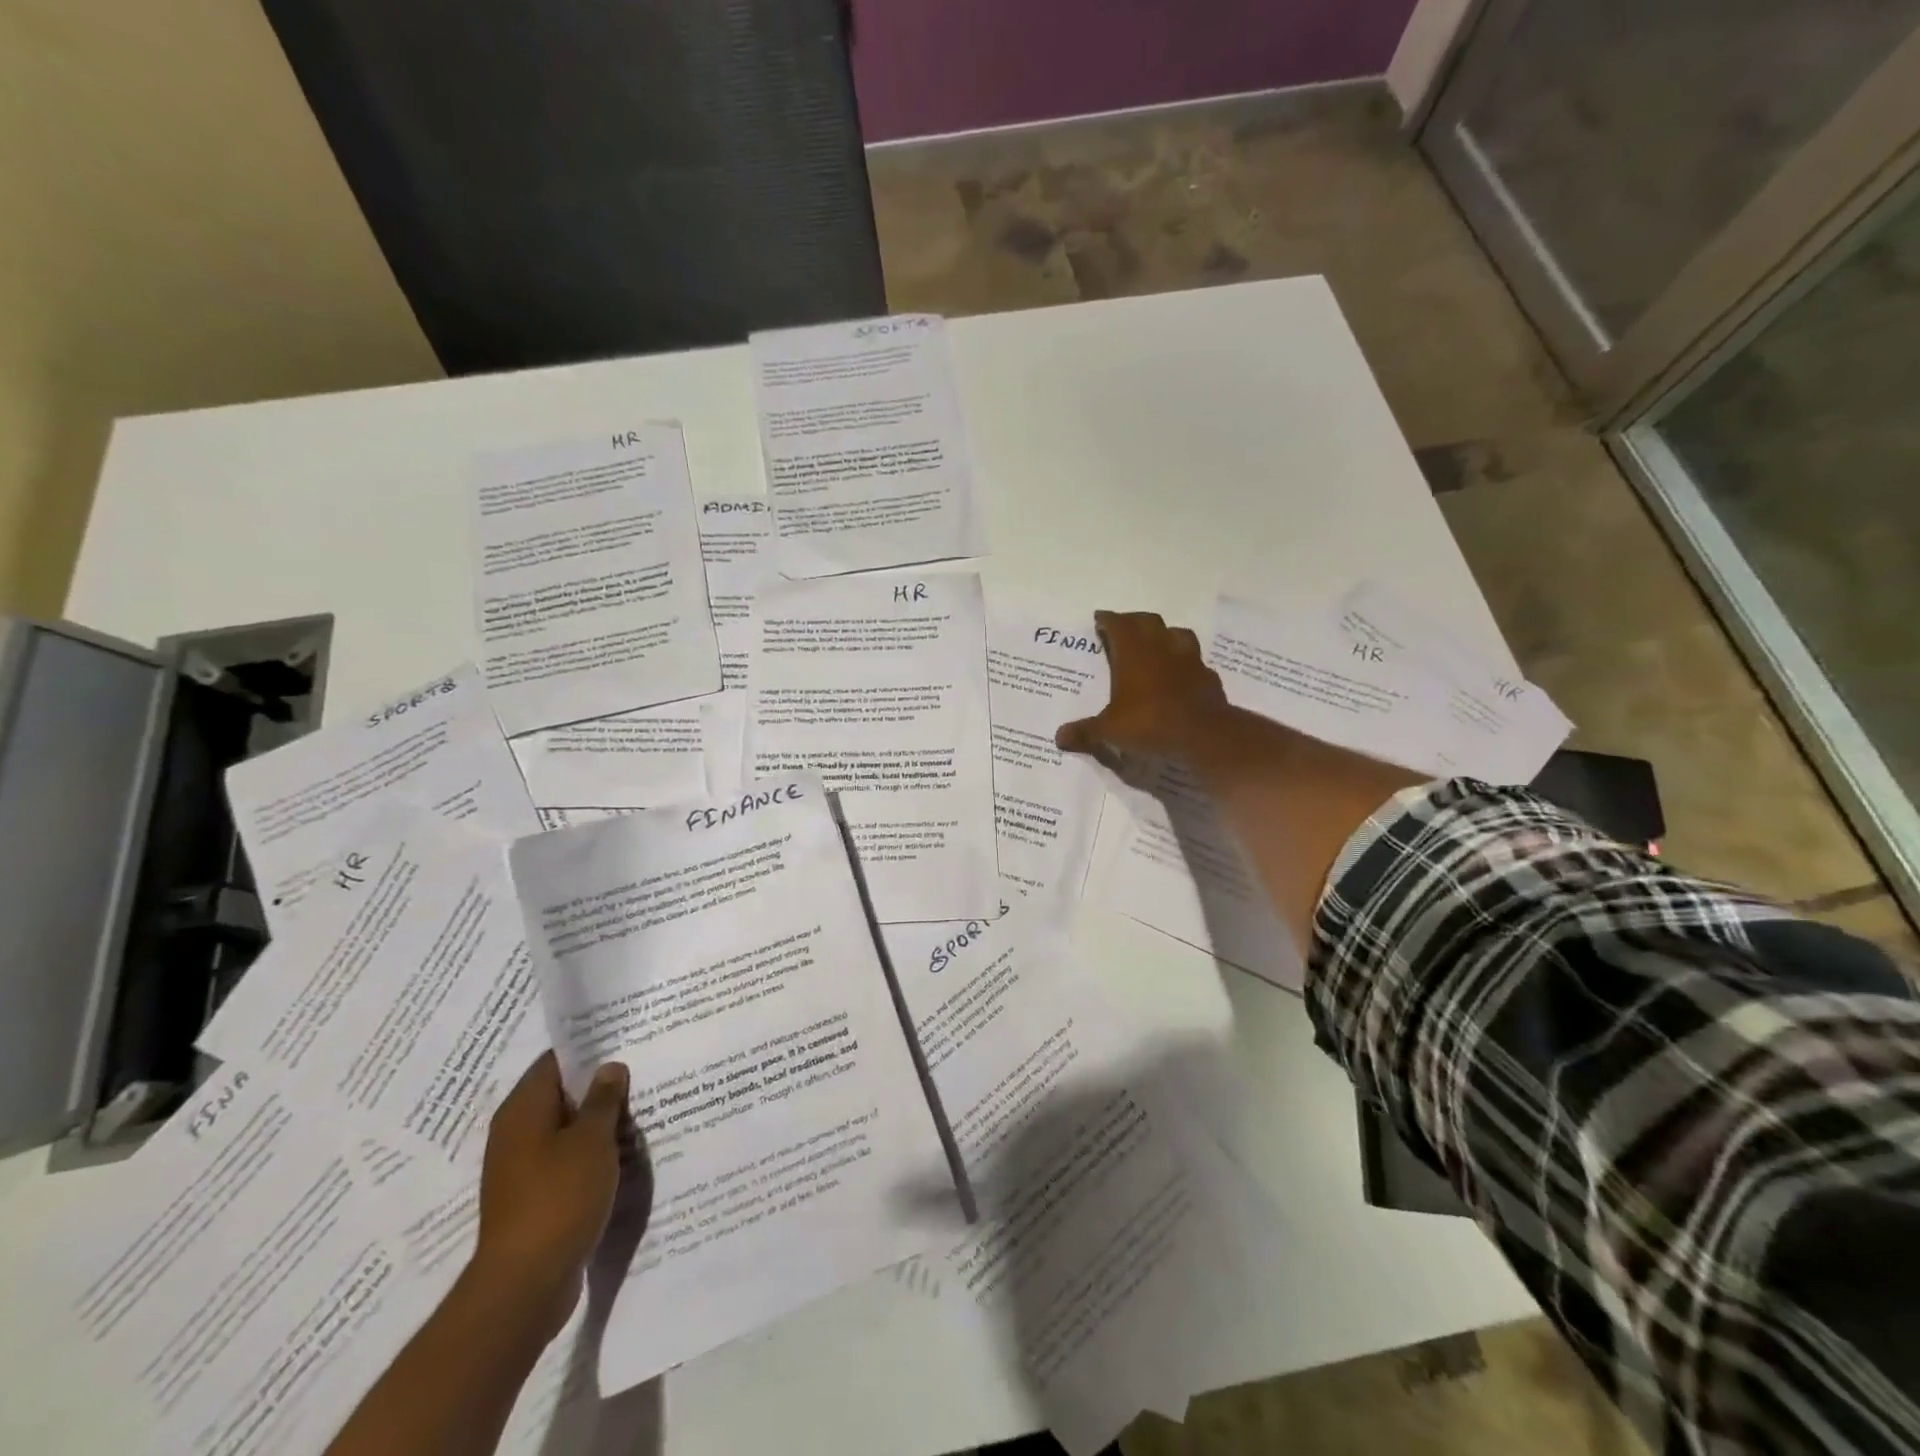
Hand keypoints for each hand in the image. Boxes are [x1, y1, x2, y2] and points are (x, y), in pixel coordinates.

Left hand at [470, 1051, 636, 1342]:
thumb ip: (603, 1099)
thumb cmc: (559, 1197)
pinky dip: (590, 1152)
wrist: (525, 1284)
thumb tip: (609, 1067)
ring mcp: (521, 1168)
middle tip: (641, 1069)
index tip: (624, 1038)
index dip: (589, 1048)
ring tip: (640, 1107)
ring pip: (565, 1129)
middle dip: (598, 1084)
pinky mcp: (533, 1197)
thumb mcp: (591, 1140)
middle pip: (560, 1094)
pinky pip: (565, 1159)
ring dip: (597, 1121)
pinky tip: (622, 1151)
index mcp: (523, 1109)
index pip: (555, 1061)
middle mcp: (515, 1133)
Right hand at [1055, 610, 1231, 769]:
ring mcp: (1189, 660)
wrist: (1204, 735)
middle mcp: (1161, 648)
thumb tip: (1059, 737)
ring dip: (1164, 635)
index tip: (1100, 618)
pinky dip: (1184, 663)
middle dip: (1133, 621)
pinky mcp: (1208, 676)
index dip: (1108, 619)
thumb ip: (1085, 731)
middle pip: (1148, 621)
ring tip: (1155, 644)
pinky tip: (1180, 674)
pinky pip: (1194, 661)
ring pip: (1176, 633)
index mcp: (1134, 654)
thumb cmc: (1150, 723)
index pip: (1118, 624)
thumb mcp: (1110, 731)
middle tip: (1123, 628)